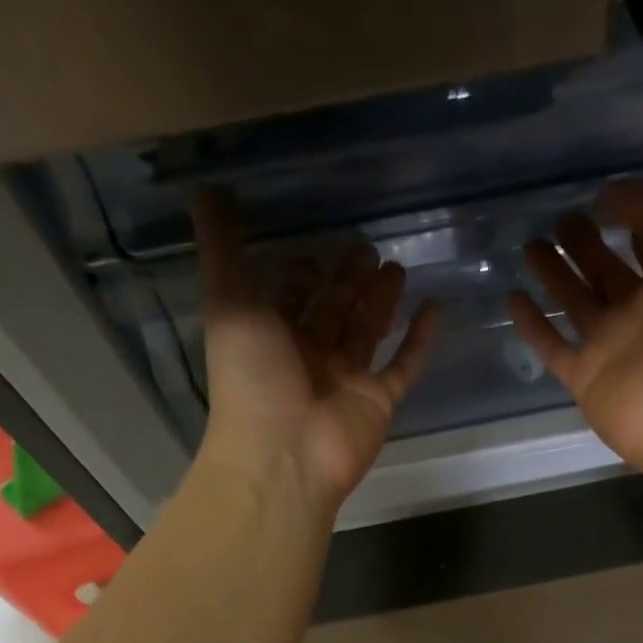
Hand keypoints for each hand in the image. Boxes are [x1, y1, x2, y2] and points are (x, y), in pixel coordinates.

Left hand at [192, 190, 440, 514]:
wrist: (284, 453)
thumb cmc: (252, 377)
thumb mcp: (229, 301)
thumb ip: (222, 248)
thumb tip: (207, 189)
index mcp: (270, 336)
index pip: (289, 299)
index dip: (301, 275)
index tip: (316, 251)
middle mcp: (308, 356)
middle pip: (333, 312)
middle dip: (347, 281)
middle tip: (367, 248)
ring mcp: (346, 380)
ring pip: (367, 333)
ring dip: (380, 301)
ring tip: (397, 267)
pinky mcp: (378, 401)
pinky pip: (403, 367)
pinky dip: (420, 340)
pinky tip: (436, 307)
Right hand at [508, 180, 642, 477]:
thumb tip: (607, 201)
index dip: (635, 217)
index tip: (604, 200)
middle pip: (609, 270)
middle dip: (586, 244)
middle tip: (560, 220)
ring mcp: (612, 346)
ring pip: (577, 303)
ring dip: (555, 275)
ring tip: (531, 246)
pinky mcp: (584, 378)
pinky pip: (552, 346)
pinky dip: (533, 325)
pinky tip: (513, 298)